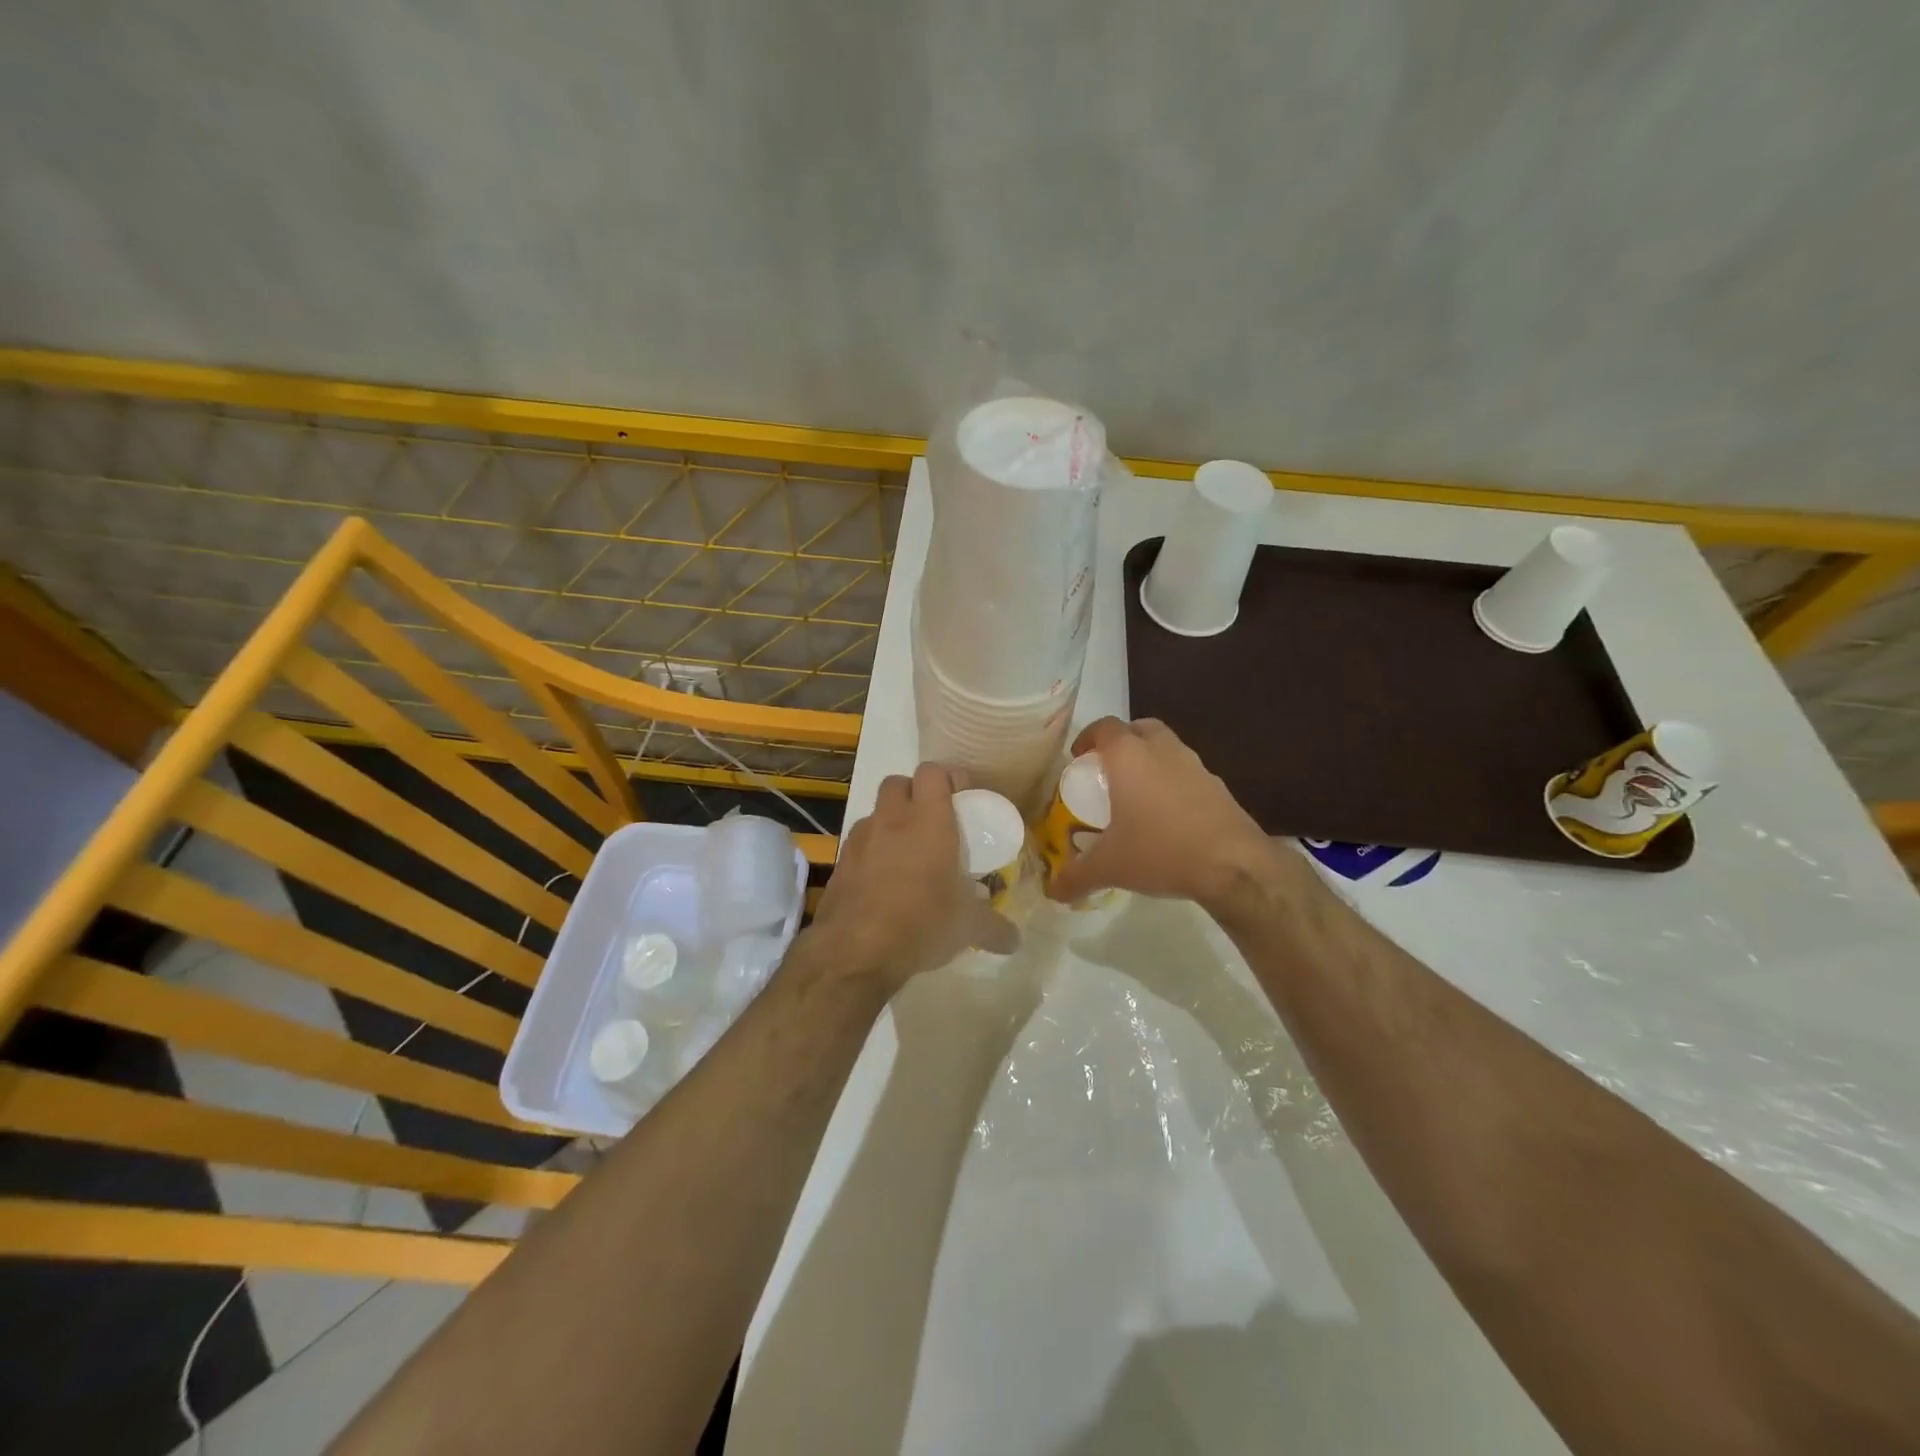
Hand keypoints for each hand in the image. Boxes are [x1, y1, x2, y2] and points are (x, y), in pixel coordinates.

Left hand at [809, 763, 1017, 991]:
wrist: (854, 952)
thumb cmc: (920, 924)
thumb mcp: (967, 927)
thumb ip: (995, 928)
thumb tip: (1014, 939)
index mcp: (928, 821)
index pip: (933, 772)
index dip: (948, 777)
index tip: (962, 798)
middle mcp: (891, 820)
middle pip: (898, 782)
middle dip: (914, 793)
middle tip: (933, 820)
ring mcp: (859, 839)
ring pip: (875, 812)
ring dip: (891, 821)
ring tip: (907, 853)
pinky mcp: (840, 863)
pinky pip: (859, 843)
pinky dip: (872, 851)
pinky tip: (883, 881)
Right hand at [1047, 717, 1306, 914]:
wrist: (1233, 865)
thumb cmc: (1161, 850)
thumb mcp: (1110, 867)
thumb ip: (1076, 876)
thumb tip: (1053, 892)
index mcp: (1130, 756)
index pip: (1104, 727)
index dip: (1087, 737)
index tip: (1078, 757)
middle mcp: (1163, 750)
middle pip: (1139, 729)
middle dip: (1122, 742)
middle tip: (1108, 769)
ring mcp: (1196, 766)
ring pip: (1168, 748)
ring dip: (1150, 760)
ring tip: (1137, 794)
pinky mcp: (1219, 787)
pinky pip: (1188, 773)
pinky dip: (1173, 783)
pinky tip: (1168, 816)